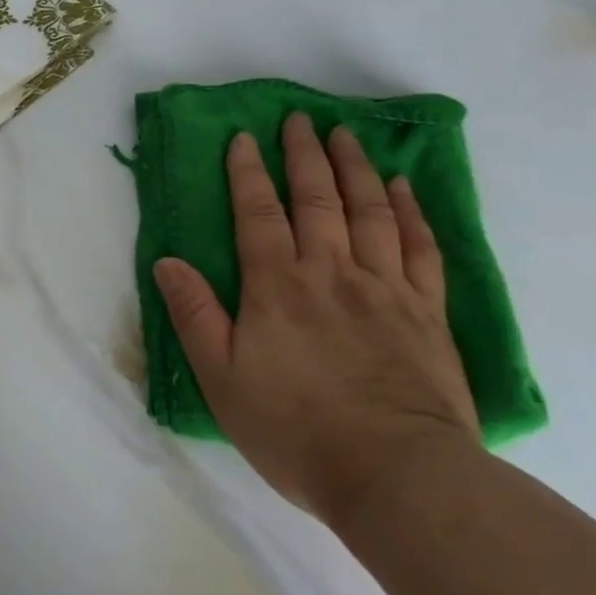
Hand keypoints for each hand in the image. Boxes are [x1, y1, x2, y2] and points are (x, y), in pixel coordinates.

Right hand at [153, 113, 480, 532]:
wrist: (396, 475)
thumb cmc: (295, 429)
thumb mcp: (222, 378)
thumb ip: (195, 315)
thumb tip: (168, 262)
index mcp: (277, 287)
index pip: (258, 214)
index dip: (248, 173)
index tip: (244, 138)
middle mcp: (331, 273)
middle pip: (317, 199)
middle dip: (303, 155)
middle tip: (299, 119)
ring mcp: (386, 289)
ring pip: (369, 212)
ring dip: (355, 168)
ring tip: (345, 135)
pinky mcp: (427, 312)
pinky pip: (420, 247)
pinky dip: (411, 212)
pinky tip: (402, 188)